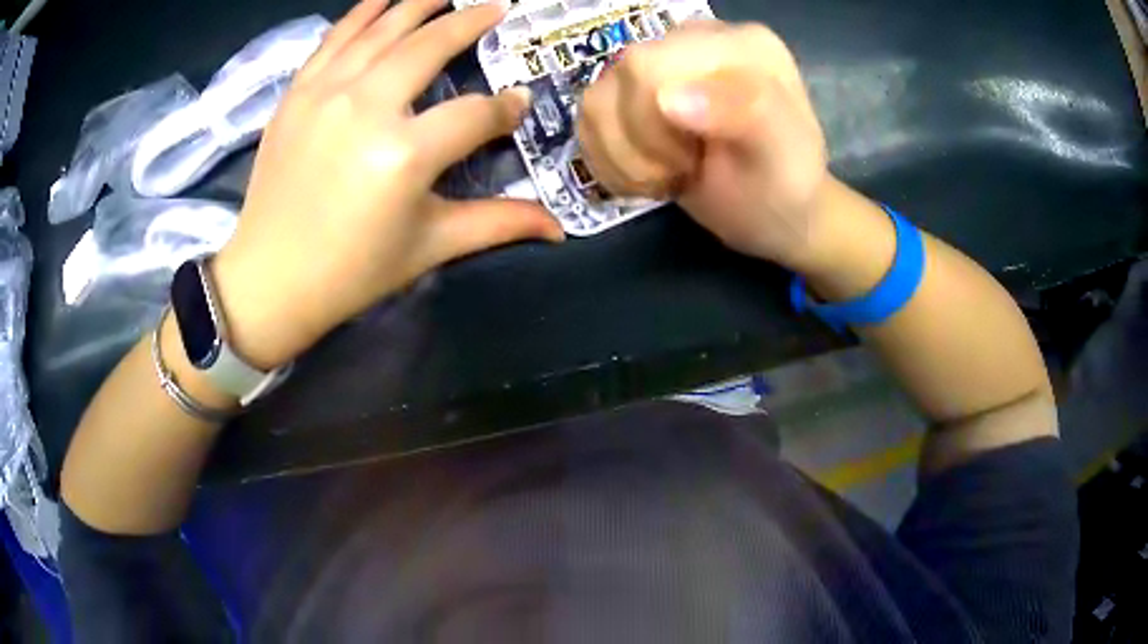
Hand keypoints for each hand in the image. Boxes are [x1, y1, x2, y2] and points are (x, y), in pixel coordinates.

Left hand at [211, 0, 563, 369]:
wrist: (269, 280)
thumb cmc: (352, 272)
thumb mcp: (429, 246)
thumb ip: (497, 223)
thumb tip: (559, 227)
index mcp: (405, 154)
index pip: (475, 114)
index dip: (505, 109)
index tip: (518, 103)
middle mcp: (366, 108)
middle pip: (429, 46)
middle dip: (469, 22)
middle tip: (496, 7)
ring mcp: (325, 94)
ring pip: (381, 29)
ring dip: (418, 3)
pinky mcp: (296, 94)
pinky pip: (334, 38)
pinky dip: (362, 13)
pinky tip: (384, 0)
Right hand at [578, 21, 829, 269]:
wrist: (775, 211)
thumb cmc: (783, 188)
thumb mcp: (781, 155)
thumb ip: (744, 112)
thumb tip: (667, 99)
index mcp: (740, 44)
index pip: (654, 64)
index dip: (653, 125)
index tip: (693, 162)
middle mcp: (696, 38)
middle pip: (622, 75)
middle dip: (641, 143)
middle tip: (682, 170)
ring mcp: (662, 61)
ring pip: (596, 98)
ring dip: (624, 157)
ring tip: (668, 174)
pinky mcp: (636, 88)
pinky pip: (590, 115)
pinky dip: (610, 158)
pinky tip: (648, 172)